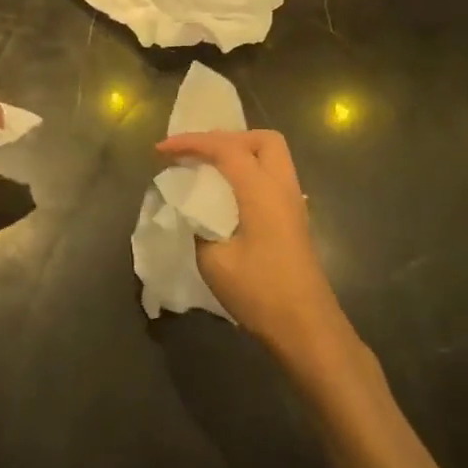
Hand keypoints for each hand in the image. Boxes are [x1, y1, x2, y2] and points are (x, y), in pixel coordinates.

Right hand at [154, 129, 351, 364]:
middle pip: (261, 139)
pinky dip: (248, 173)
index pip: (225, 147)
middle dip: (226, 138)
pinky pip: (272, 177)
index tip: (161, 150)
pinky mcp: (295, 220)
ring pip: (271, 157)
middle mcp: (283, 187)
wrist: (306, 329)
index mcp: (262, 190)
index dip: (191, 142)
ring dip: (239, 153)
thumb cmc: (260, 292)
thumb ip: (198, 225)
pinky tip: (227, 195)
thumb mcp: (214, 260)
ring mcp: (293, 203)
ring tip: (208, 169)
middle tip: (197, 154)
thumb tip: (191, 210)